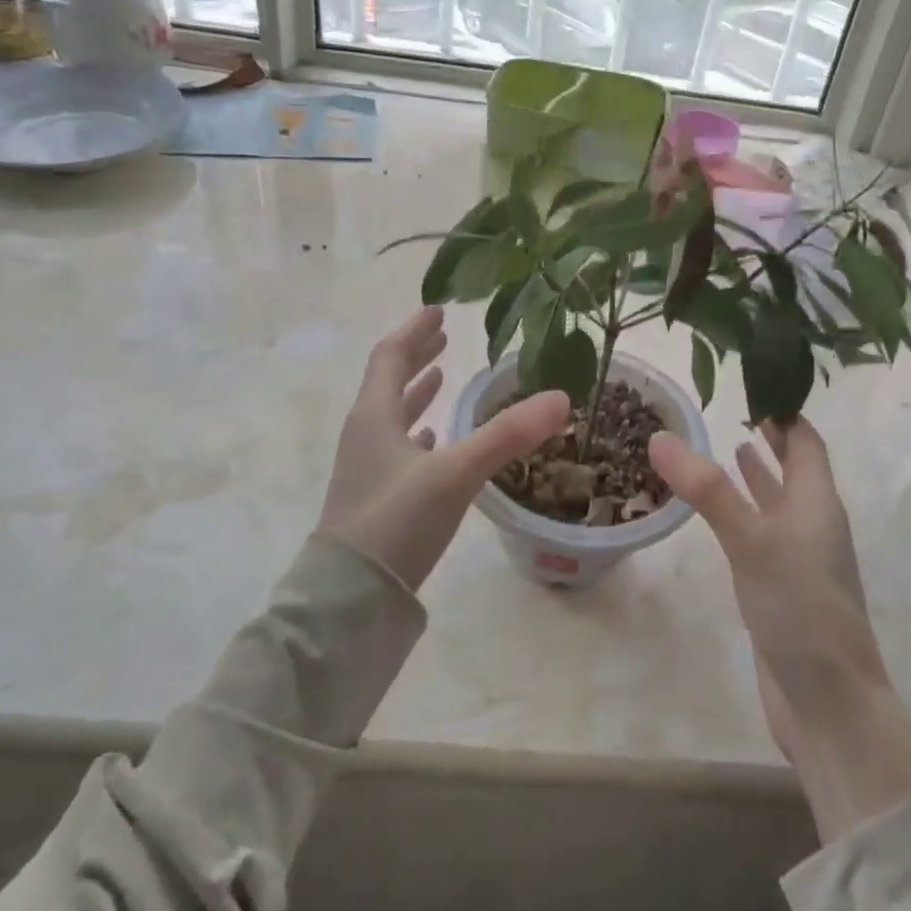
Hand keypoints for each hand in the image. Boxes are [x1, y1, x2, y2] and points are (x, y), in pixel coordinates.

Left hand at [318, 306, 569, 592]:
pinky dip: (416, 433)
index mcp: (374, 416)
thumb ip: (508, 435)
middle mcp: (365, 434)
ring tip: (439, 379)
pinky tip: (432, 440)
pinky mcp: (373, 498)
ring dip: (415, 393)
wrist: (348, 600)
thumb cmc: (396, 522)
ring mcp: (366, 468)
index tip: (438, 311)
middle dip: (415, 356)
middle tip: (442, 337)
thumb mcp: (456, 474)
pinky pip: (396, 449)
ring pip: (391, 415)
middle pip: (388, 381)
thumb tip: (561, 397)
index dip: (414, 332)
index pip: (390, 356)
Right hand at [650, 418, 910, 841]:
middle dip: (771, 440)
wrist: (829, 705)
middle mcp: (812, 524)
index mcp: (817, 502)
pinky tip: (725, 515)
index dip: (785, 413)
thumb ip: (707, 490)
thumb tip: (660, 436)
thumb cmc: (800, 609)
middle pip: (796, 469)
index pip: (806, 442)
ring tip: (733, 447)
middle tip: (737, 410)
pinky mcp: (781, 589)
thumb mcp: (751, 541)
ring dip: (759, 476)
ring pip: (778, 503)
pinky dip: (746, 513)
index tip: (753, 385)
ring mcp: (798, 559)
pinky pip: (763, 534)